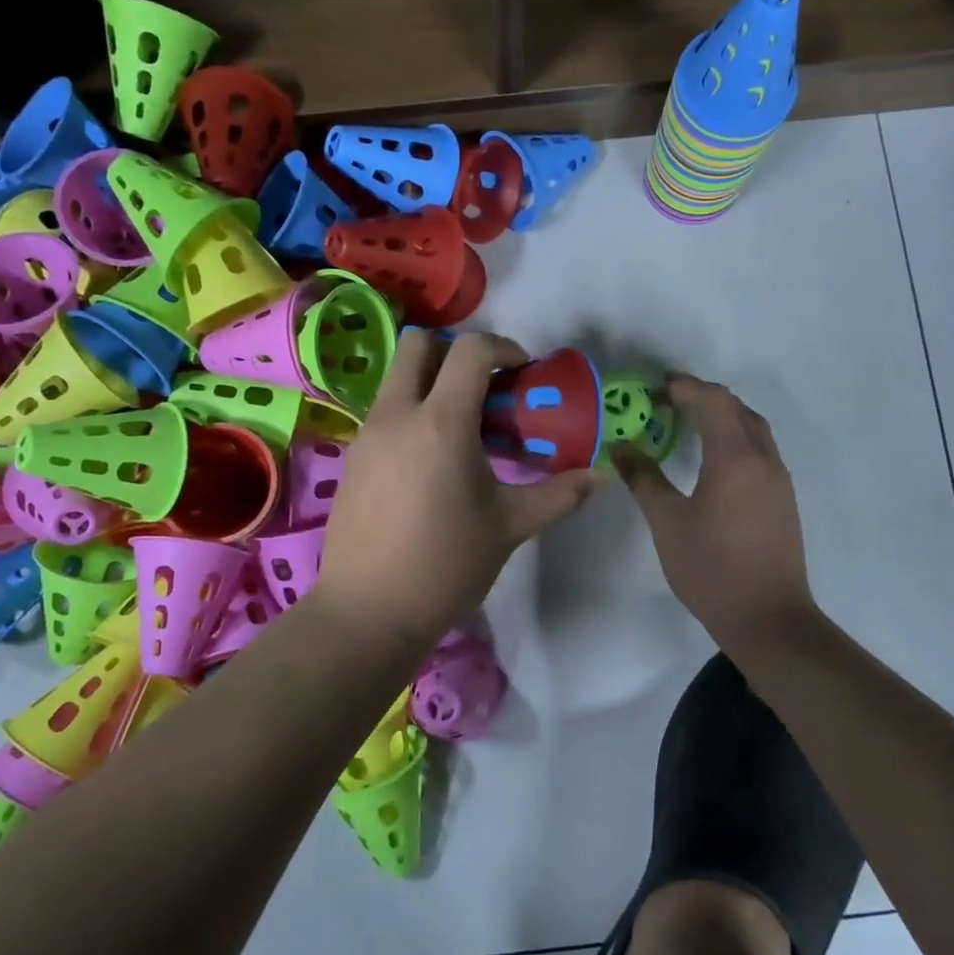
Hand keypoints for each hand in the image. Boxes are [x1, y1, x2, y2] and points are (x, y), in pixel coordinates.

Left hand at [313, 331, 603, 653]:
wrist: (369, 610)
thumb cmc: (446, 564)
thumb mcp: (510, 526)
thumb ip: (558, 494)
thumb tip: (600, 477)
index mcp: (442, 422)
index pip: (471, 350)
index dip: (504, 348)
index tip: (523, 373)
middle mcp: (398, 414)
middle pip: (419, 344)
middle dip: (455, 351)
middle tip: (484, 388)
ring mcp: (367, 434)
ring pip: (397, 377)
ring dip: (431, 382)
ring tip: (461, 428)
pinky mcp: (353, 457)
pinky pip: (384, 411)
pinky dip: (411, 412)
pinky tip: (430, 461)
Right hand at [612, 375, 817, 648]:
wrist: (769, 620)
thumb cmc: (712, 569)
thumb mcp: (668, 523)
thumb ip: (644, 479)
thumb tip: (621, 447)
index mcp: (735, 459)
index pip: (713, 402)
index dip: (685, 388)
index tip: (655, 387)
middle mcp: (764, 459)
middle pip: (737, 408)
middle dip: (704, 396)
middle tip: (668, 400)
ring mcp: (779, 479)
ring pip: (753, 428)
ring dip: (723, 415)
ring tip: (689, 421)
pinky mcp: (783, 498)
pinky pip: (760, 449)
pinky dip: (735, 436)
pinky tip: (714, 457)